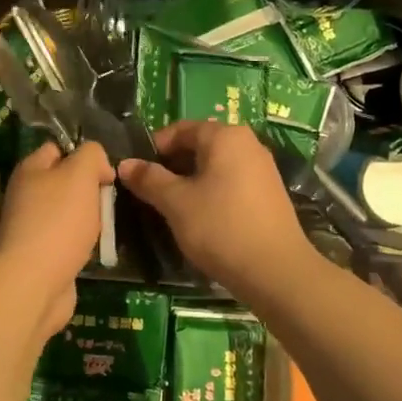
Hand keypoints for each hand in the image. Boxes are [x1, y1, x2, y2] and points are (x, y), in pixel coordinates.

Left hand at [0, 141, 114, 338]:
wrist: (35, 283)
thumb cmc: (58, 221)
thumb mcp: (80, 173)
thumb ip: (92, 155)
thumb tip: (99, 166)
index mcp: (29, 170)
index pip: (57, 148)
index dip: (84, 154)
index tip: (106, 172)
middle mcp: (25, 195)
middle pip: (65, 182)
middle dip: (90, 189)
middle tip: (109, 201)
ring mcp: (31, 227)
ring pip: (69, 213)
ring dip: (89, 219)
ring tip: (106, 227)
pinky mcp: (41, 255)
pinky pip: (68, 240)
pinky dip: (83, 244)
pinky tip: (95, 250)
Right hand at [117, 122, 311, 299]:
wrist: (276, 271)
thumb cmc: (220, 227)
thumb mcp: (176, 202)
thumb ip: (149, 179)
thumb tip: (125, 164)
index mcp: (225, 136)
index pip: (179, 129)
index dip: (153, 149)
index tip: (136, 175)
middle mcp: (247, 144)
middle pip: (198, 146)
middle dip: (170, 167)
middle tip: (149, 194)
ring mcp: (262, 169)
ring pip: (213, 167)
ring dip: (189, 183)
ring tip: (170, 209)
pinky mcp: (268, 194)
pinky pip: (230, 183)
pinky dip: (210, 194)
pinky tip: (199, 220)